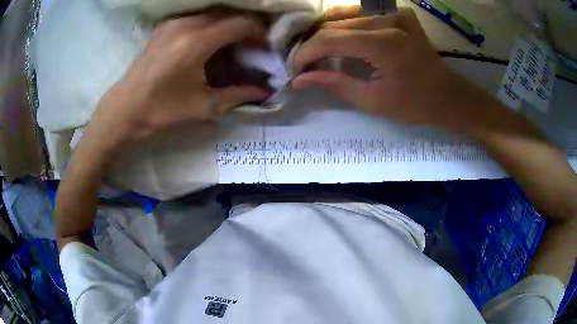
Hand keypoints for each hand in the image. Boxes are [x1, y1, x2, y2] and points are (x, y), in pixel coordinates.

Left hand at [93, 14, 269, 139]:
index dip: (259, 33)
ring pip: (214, 13)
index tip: (264, 48)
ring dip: (229, 25)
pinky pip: (198, 17)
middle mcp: (187, 24)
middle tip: (252, 47)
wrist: (126, 107)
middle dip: (246, 28)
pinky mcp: (166, 26)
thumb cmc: (162, 109)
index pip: (241, 24)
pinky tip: (211, 41)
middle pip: (229, 14)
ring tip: (234, 45)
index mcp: (197, 42)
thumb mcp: (203, 106)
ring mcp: (174, 22)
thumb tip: (264, 92)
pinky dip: (212, 25)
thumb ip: (238, 95)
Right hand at [293, 8, 483, 129]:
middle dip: (315, 44)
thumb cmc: (415, 105)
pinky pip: (362, 13)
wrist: (448, 96)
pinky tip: (338, 38)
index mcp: (384, 43)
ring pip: (346, 16)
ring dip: (327, 33)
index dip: (307, 53)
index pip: (331, 38)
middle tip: (305, 64)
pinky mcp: (399, 13)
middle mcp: (388, 19)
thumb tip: (300, 79)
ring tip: (317, 52)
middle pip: (336, 24)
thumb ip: (335, 85)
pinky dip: (345, 24)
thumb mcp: (373, 101)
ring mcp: (395, 12)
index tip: (296, 69)